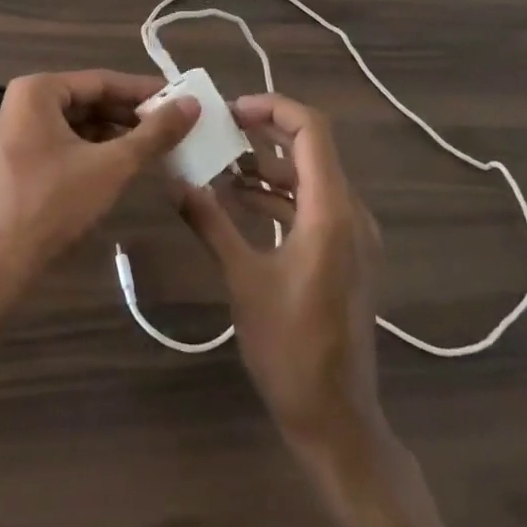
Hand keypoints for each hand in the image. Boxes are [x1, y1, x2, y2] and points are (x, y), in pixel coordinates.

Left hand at [0, 71, 198, 295]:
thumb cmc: (54, 204)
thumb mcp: (112, 166)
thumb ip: (154, 133)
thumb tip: (192, 103)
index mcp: (38, 91)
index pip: (102, 81)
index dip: (144, 91)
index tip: (180, 99)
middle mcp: (22, 103)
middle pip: (89, 100)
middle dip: (130, 114)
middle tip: (172, 124)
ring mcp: (16, 132)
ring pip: (77, 123)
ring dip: (114, 133)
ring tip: (155, 144)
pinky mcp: (17, 160)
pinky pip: (63, 142)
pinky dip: (93, 149)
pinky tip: (122, 163)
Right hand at [176, 94, 383, 452]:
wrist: (336, 418)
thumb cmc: (290, 348)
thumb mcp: (243, 280)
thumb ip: (211, 223)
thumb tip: (175, 182)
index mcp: (330, 211)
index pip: (311, 130)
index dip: (274, 107)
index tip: (232, 110)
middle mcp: (350, 212)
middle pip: (312, 147)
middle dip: (266, 132)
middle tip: (221, 130)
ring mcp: (352, 234)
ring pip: (311, 175)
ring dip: (269, 165)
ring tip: (221, 164)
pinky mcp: (345, 253)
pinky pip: (313, 203)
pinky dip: (279, 194)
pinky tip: (241, 202)